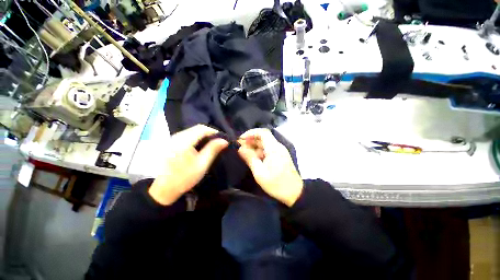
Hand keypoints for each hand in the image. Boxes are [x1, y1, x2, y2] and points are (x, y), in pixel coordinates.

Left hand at [148, 125, 227, 204]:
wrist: (162, 189)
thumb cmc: (184, 178)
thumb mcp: (202, 164)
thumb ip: (213, 149)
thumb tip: (224, 140)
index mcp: (184, 141)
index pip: (202, 128)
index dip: (214, 131)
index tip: (222, 138)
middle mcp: (177, 136)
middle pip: (196, 128)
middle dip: (209, 133)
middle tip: (218, 142)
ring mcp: (172, 139)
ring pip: (192, 131)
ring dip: (203, 135)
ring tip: (211, 144)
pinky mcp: (171, 143)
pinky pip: (187, 135)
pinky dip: (196, 138)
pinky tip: (200, 146)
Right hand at [238, 129, 302, 206]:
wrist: (294, 193)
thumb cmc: (276, 184)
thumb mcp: (260, 173)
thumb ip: (250, 158)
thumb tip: (240, 148)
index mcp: (274, 148)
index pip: (263, 132)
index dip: (251, 133)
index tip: (241, 139)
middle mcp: (278, 147)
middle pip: (263, 137)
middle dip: (251, 140)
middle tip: (240, 147)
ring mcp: (280, 151)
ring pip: (265, 144)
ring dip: (254, 146)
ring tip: (244, 153)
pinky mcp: (280, 156)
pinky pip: (268, 150)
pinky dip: (259, 151)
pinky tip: (253, 158)